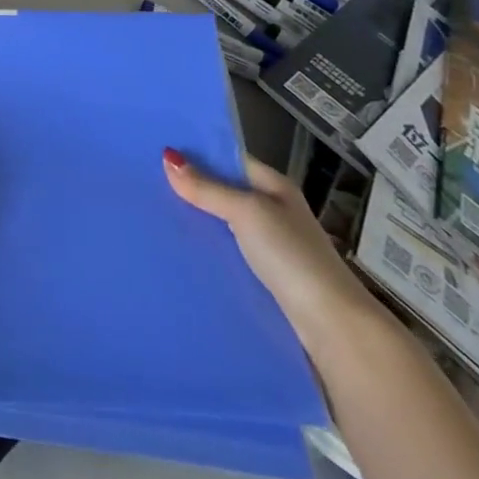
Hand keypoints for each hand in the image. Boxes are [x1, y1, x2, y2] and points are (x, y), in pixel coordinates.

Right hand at [165, 150, 377, 353]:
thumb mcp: (246, 212)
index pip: (230, 159)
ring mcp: (270, 246)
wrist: (333, 328)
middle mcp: (273, 211)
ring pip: (222, 224)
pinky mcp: (263, 277)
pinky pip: (226, 252)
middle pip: (224, 191)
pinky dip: (206, 248)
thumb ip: (207, 187)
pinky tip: (178, 248)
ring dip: (196, 220)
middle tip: (146, 181)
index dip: (198, 153)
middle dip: (191, 188)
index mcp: (275, 187)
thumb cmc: (292, 257)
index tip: (156, 150)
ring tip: (153, 213)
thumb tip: (167, 156)